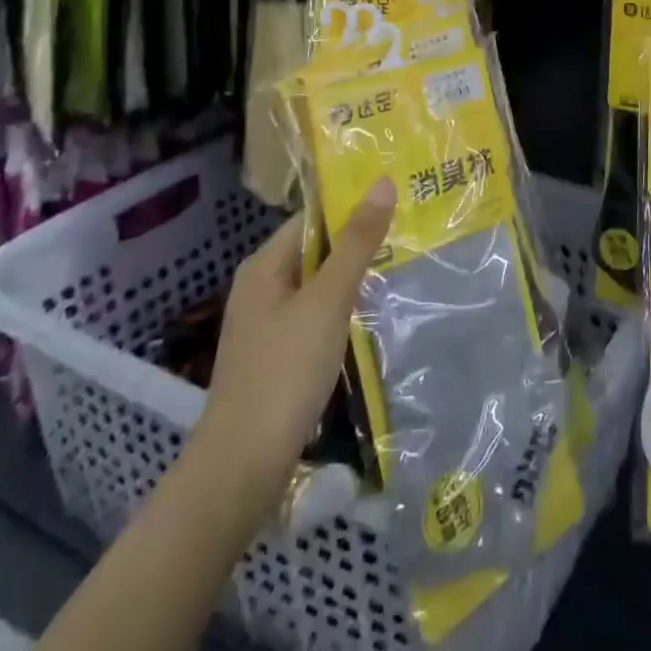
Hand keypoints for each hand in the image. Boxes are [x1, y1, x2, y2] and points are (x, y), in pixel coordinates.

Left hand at [189, 178, 396, 499]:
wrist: (241, 469)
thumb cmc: (285, 372)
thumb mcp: (328, 300)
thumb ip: (357, 242)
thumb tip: (383, 182)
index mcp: (264, 266)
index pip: (313, 218)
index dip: (352, 207)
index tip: (397, 202)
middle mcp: (260, 288)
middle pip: (316, 250)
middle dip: (357, 243)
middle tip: (408, 233)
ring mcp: (266, 325)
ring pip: (318, 286)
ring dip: (352, 279)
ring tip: (400, 268)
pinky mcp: (275, 357)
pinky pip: (314, 317)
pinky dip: (342, 311)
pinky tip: (371, 317)